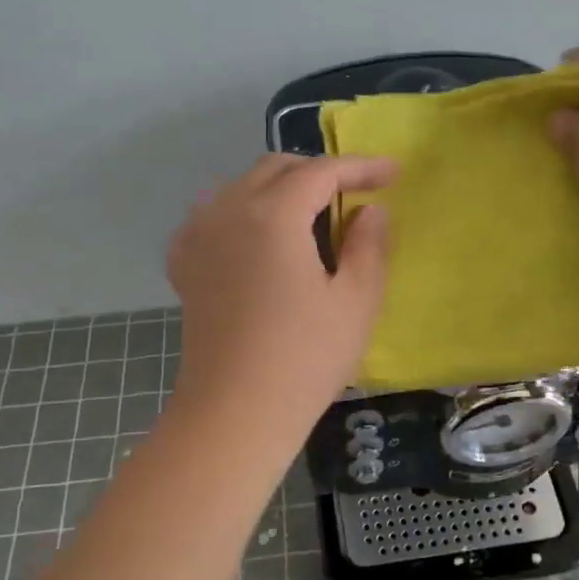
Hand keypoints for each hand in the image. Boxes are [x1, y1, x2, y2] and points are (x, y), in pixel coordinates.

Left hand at [167, 154, 395, 436]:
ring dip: (280, 187)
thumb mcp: (356, 301)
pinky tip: (259, 235)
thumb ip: (369, 245)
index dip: (360, 166)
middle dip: (319, 171)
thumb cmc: (304, 359)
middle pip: (276, 169)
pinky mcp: (185, 264)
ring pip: (241, 186)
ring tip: (311, 211)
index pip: (321, 171)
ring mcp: (198, 236)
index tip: (393, 173)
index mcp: (272, 215)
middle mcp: (228, 211)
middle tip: (356, 192)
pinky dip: (243, 210)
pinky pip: (214, 214)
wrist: (235, 412)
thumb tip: (370, 210)